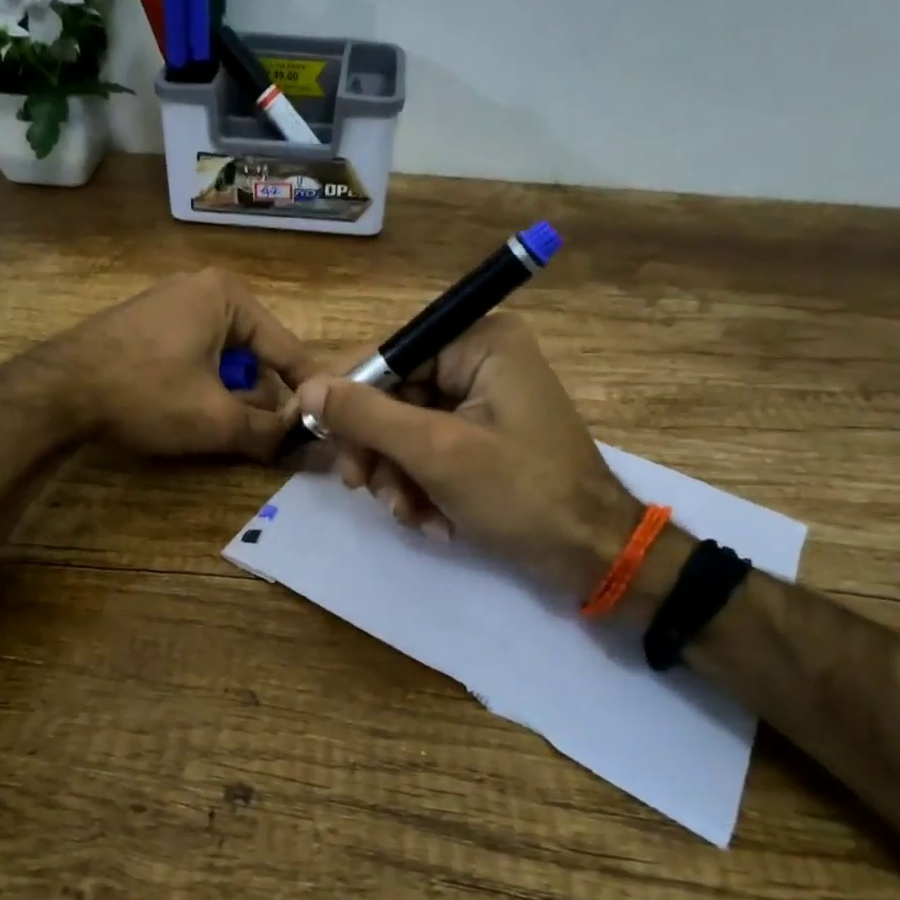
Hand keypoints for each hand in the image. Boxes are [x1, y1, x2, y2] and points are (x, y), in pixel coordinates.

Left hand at [52, 269, 313, 458]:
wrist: (55, 390)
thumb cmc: (145, 393)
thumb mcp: (215, 418)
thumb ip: (269, 433)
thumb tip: (311, 449)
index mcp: (228, 296)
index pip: (288, 349)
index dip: (308, 392)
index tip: (325, 426)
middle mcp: (204, 289)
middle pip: (256, 354)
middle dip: (260, 398)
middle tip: (262, 437)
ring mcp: (172, 303)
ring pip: (226, 359)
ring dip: (230, 396)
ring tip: (219, 427)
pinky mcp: (149, 323)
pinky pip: (196, 355)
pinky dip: (203, 385)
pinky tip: (186, 410)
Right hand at [295, 315, 640, 597]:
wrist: (592, 557)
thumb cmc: (521, 494)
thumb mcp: (436, 452)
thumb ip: (367, 416)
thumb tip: (307, 387)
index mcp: (480, 342)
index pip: (388, 354)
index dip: (349, 397)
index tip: (321, 440)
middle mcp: (480, 361)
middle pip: (393, 396)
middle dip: (381, 453)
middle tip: (366, 490)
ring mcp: (482, 402)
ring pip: (405, 431)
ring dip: (399, 479)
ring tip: (413, 516)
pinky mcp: (482, 438)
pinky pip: (428, 453)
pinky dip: (422, 489)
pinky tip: (435, 523)